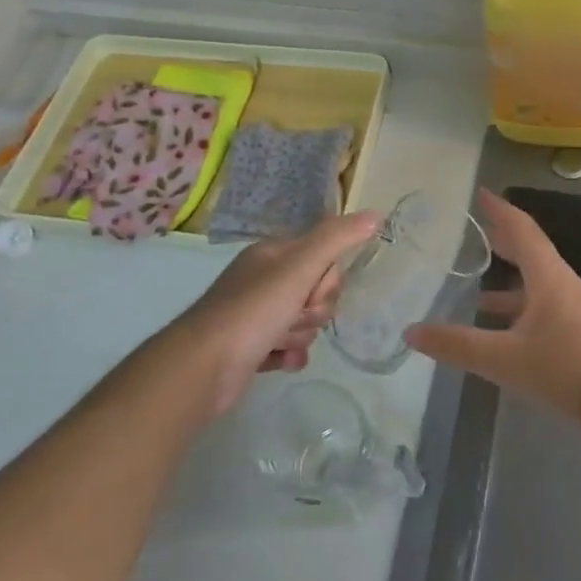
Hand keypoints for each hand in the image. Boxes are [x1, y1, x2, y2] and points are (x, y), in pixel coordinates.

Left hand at [172, 212, 379, 415]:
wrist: (203, 368)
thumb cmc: (253, 310)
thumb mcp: (299, 267)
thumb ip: (337, 239)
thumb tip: (376, 213)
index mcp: (272, 254)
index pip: (322, 255)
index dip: (326, 278)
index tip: (312, 290)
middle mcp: (263, 279)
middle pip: (316, 290)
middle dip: (315, 309)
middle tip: (296, 316)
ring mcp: (255, 315)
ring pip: (303, 320)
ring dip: (300, 333)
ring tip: (281, 341)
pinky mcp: (251, 348)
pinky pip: (288, 346)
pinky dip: (289, 354)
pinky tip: (282, 360)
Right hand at [405, 188, 580, 423]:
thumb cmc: (569, 367)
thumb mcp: (505, 358)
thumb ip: (458, 345)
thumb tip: (410, 332)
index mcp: (546, 275)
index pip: (520, 229)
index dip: (500, 210)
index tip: (480, 193)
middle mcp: (561, 284)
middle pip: (529, 251)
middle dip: (502, 239)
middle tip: (476, 229)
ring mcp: (573, 310)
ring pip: (535, 283)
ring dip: (509, 280)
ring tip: (476, 289)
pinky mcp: (579, 334)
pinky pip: (541, 308)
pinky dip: (518, 310)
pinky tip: (502, 332)